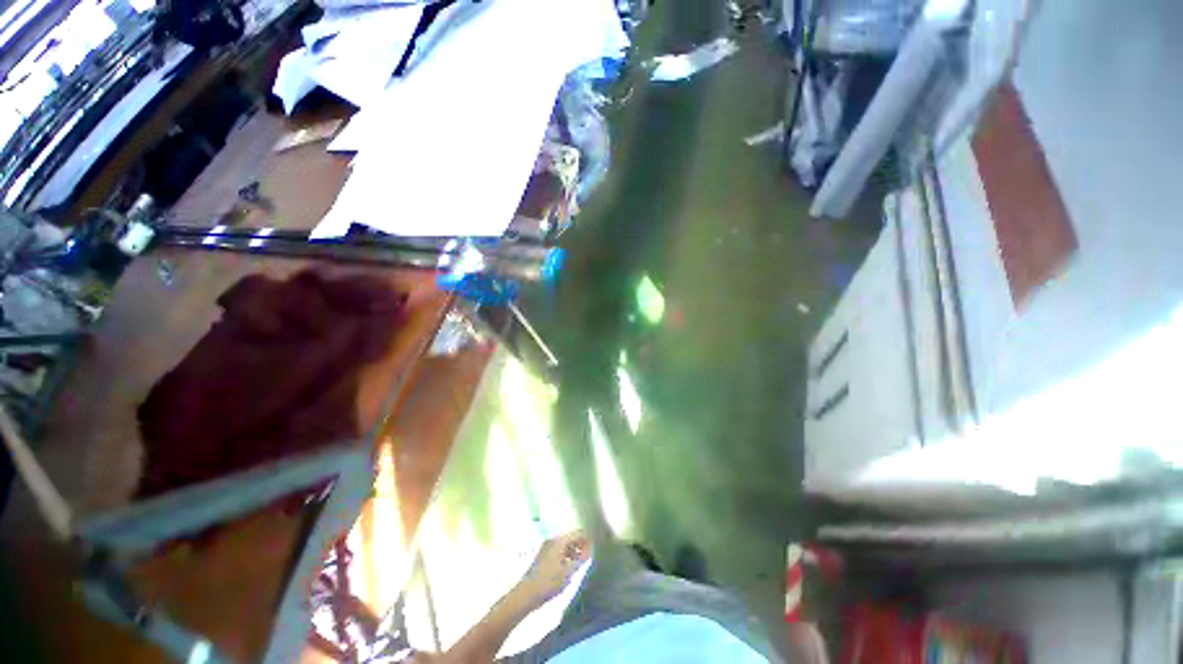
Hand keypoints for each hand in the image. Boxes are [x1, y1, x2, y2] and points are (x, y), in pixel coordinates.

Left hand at [517, 530, 591, 606]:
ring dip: (574, 551)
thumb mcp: (568, 572)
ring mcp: (547, 548)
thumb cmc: (549, 582)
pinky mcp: (543, 556)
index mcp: (559, 541)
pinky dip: (567, 556)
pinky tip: (570, 567)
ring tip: (582, 563)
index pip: (578, 533)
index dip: (588, 539)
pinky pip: (559, 551)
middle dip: (581, 545)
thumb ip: (581, 559)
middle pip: (571, 538)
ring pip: (565, 545)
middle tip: (590, 556)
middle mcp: (553, 540)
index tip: (596, 547)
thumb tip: (590, 549)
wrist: (526, 594)